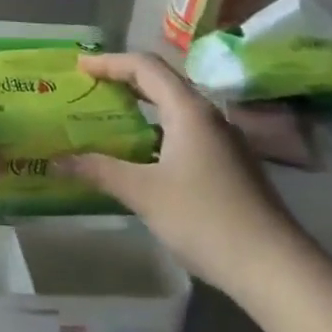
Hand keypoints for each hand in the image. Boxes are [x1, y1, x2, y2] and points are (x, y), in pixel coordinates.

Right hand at [59, 53, 305, 298]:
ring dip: (141, 107)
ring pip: (176, 109)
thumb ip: (99, 171)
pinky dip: (157, 131)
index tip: (78, 67)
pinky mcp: (231, 166)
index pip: (145, 66)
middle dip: (124, 80)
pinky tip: (142, 157)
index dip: (109, 62)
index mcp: (189, 111)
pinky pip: (186, 133)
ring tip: (109, 118)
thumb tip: (56, 161)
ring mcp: (225, 142)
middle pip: (162, 83)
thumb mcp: (143, 193)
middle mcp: (209, 117)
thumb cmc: (205, 219)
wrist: (276, 268)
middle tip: (89, 88)